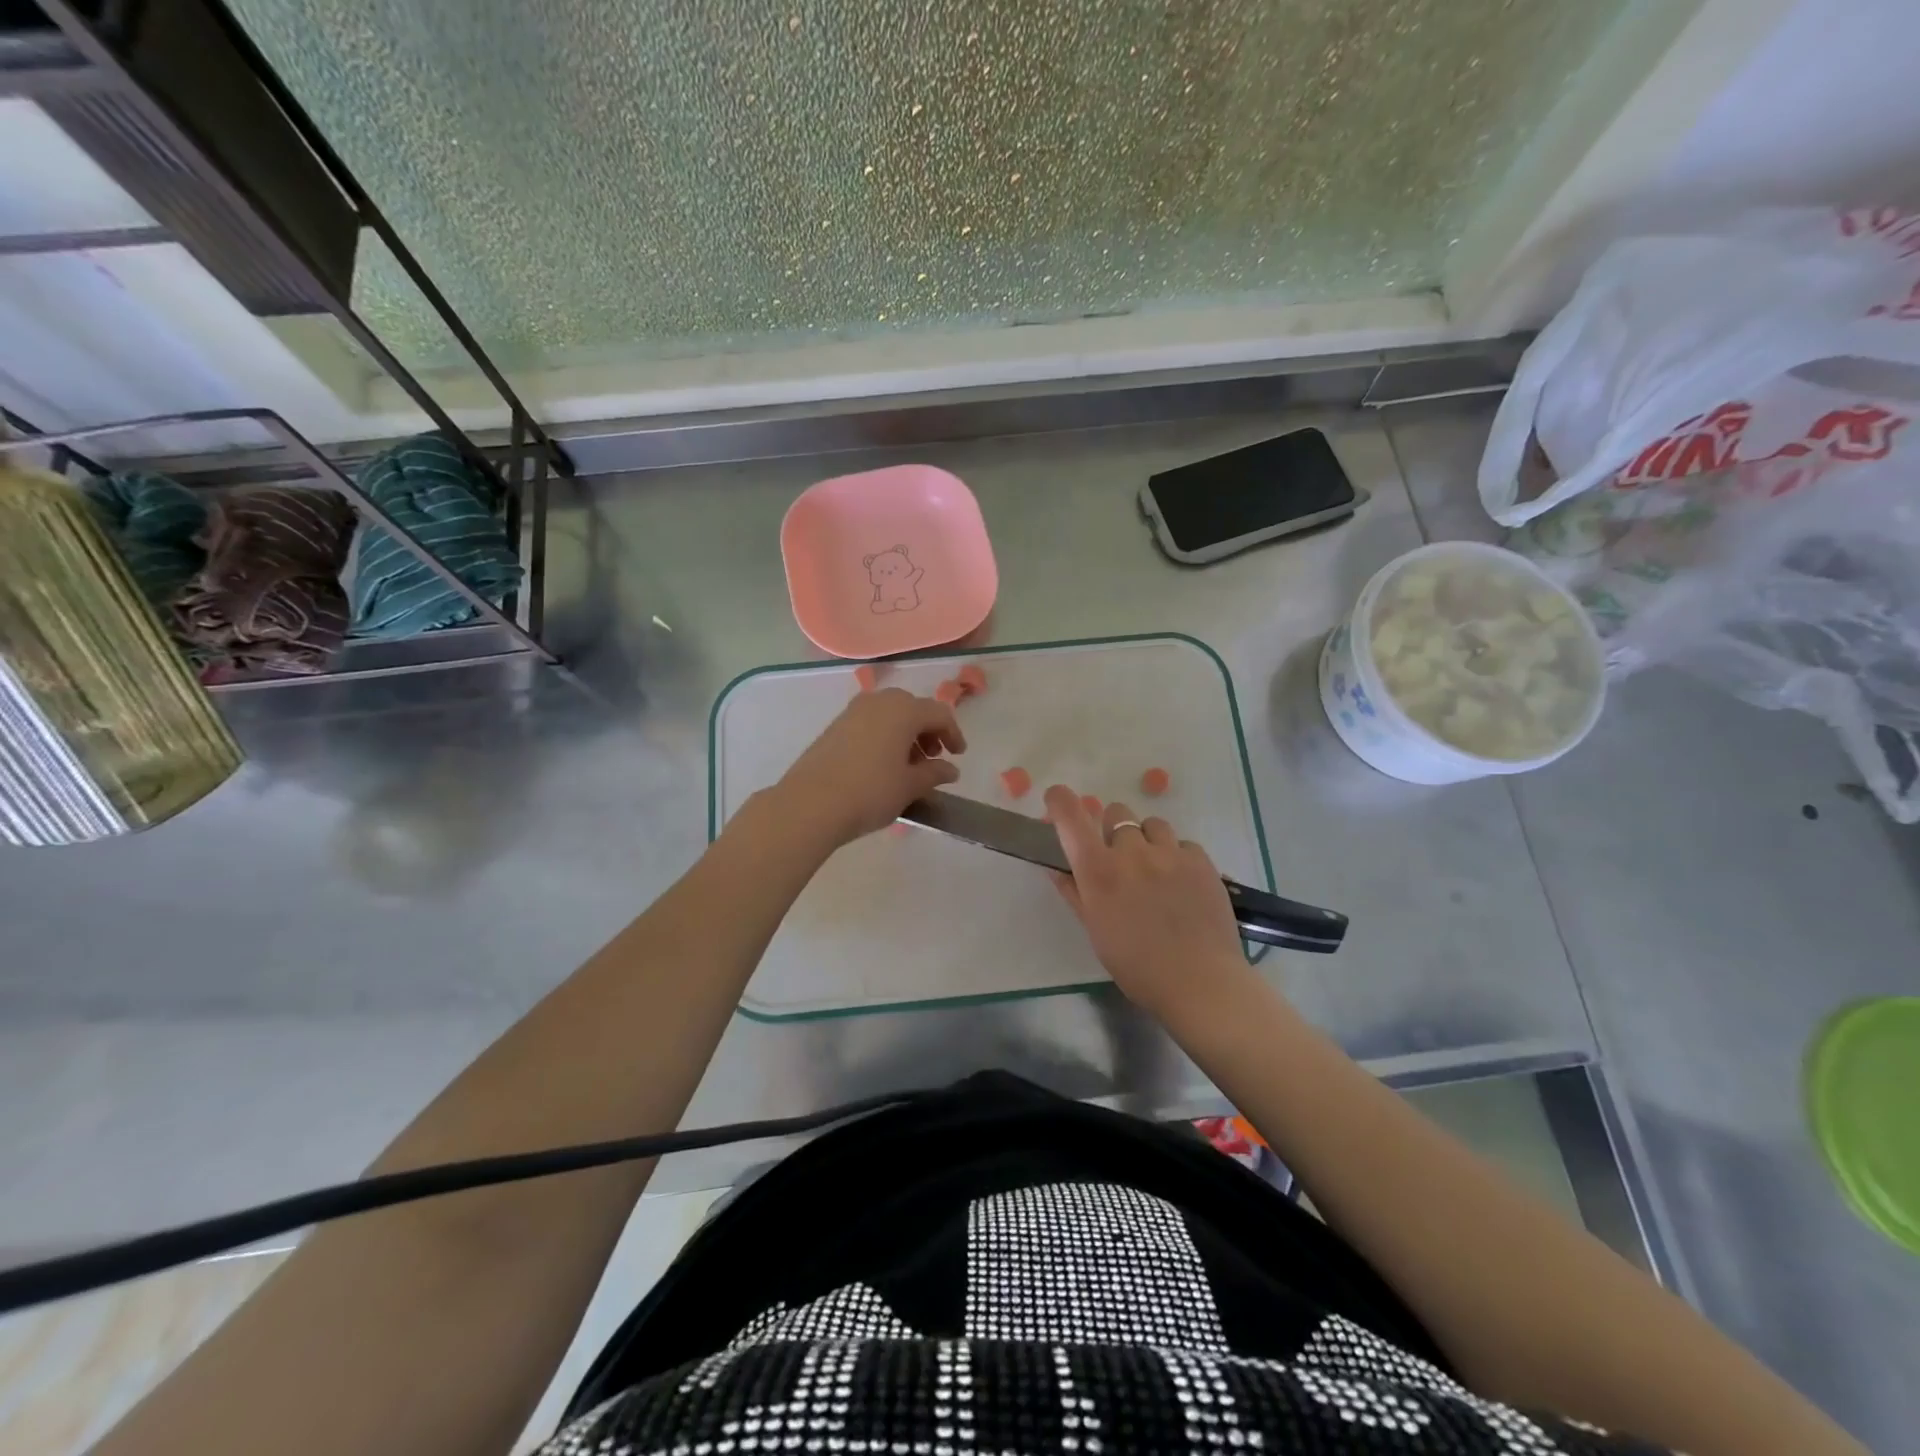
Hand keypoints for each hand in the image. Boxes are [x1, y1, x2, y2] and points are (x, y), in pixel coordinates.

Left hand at [770, 688, 966, 849]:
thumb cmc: (870, 792)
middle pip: (913, 708)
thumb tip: (950, 769)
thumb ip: (934, 773)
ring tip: (909, 765)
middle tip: (933, 757)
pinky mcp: (835, 726)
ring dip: (905, 733)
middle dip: (928, 731)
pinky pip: (870, 722)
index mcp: (904, 710)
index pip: (939, 714)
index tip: (958, 755)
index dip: (953, 733)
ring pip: (890, 714)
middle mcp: (879, 701)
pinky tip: (882, 764)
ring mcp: (853, 711)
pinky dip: (884, 736)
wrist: (810, 804)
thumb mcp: (909, 786)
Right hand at [1044, 786, 1250, 1018]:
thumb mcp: (1095, 931)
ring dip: (1146, 840)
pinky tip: (1181, 884)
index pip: (1070, 815)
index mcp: (1098, 870)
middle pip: (1115, 813)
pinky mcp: (1201, 861)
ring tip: (1154, 870)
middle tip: (1118, 858)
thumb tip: (1056, 867)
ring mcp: (1169, 853)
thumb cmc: (1136, 965)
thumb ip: (1074, 892)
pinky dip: (1176, 856)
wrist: (1199, 982)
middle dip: (1111, 829)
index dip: (1060, 800)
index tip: (1057, 801)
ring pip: (1151, 824)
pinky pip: (1182, 844)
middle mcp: (1131, 851)